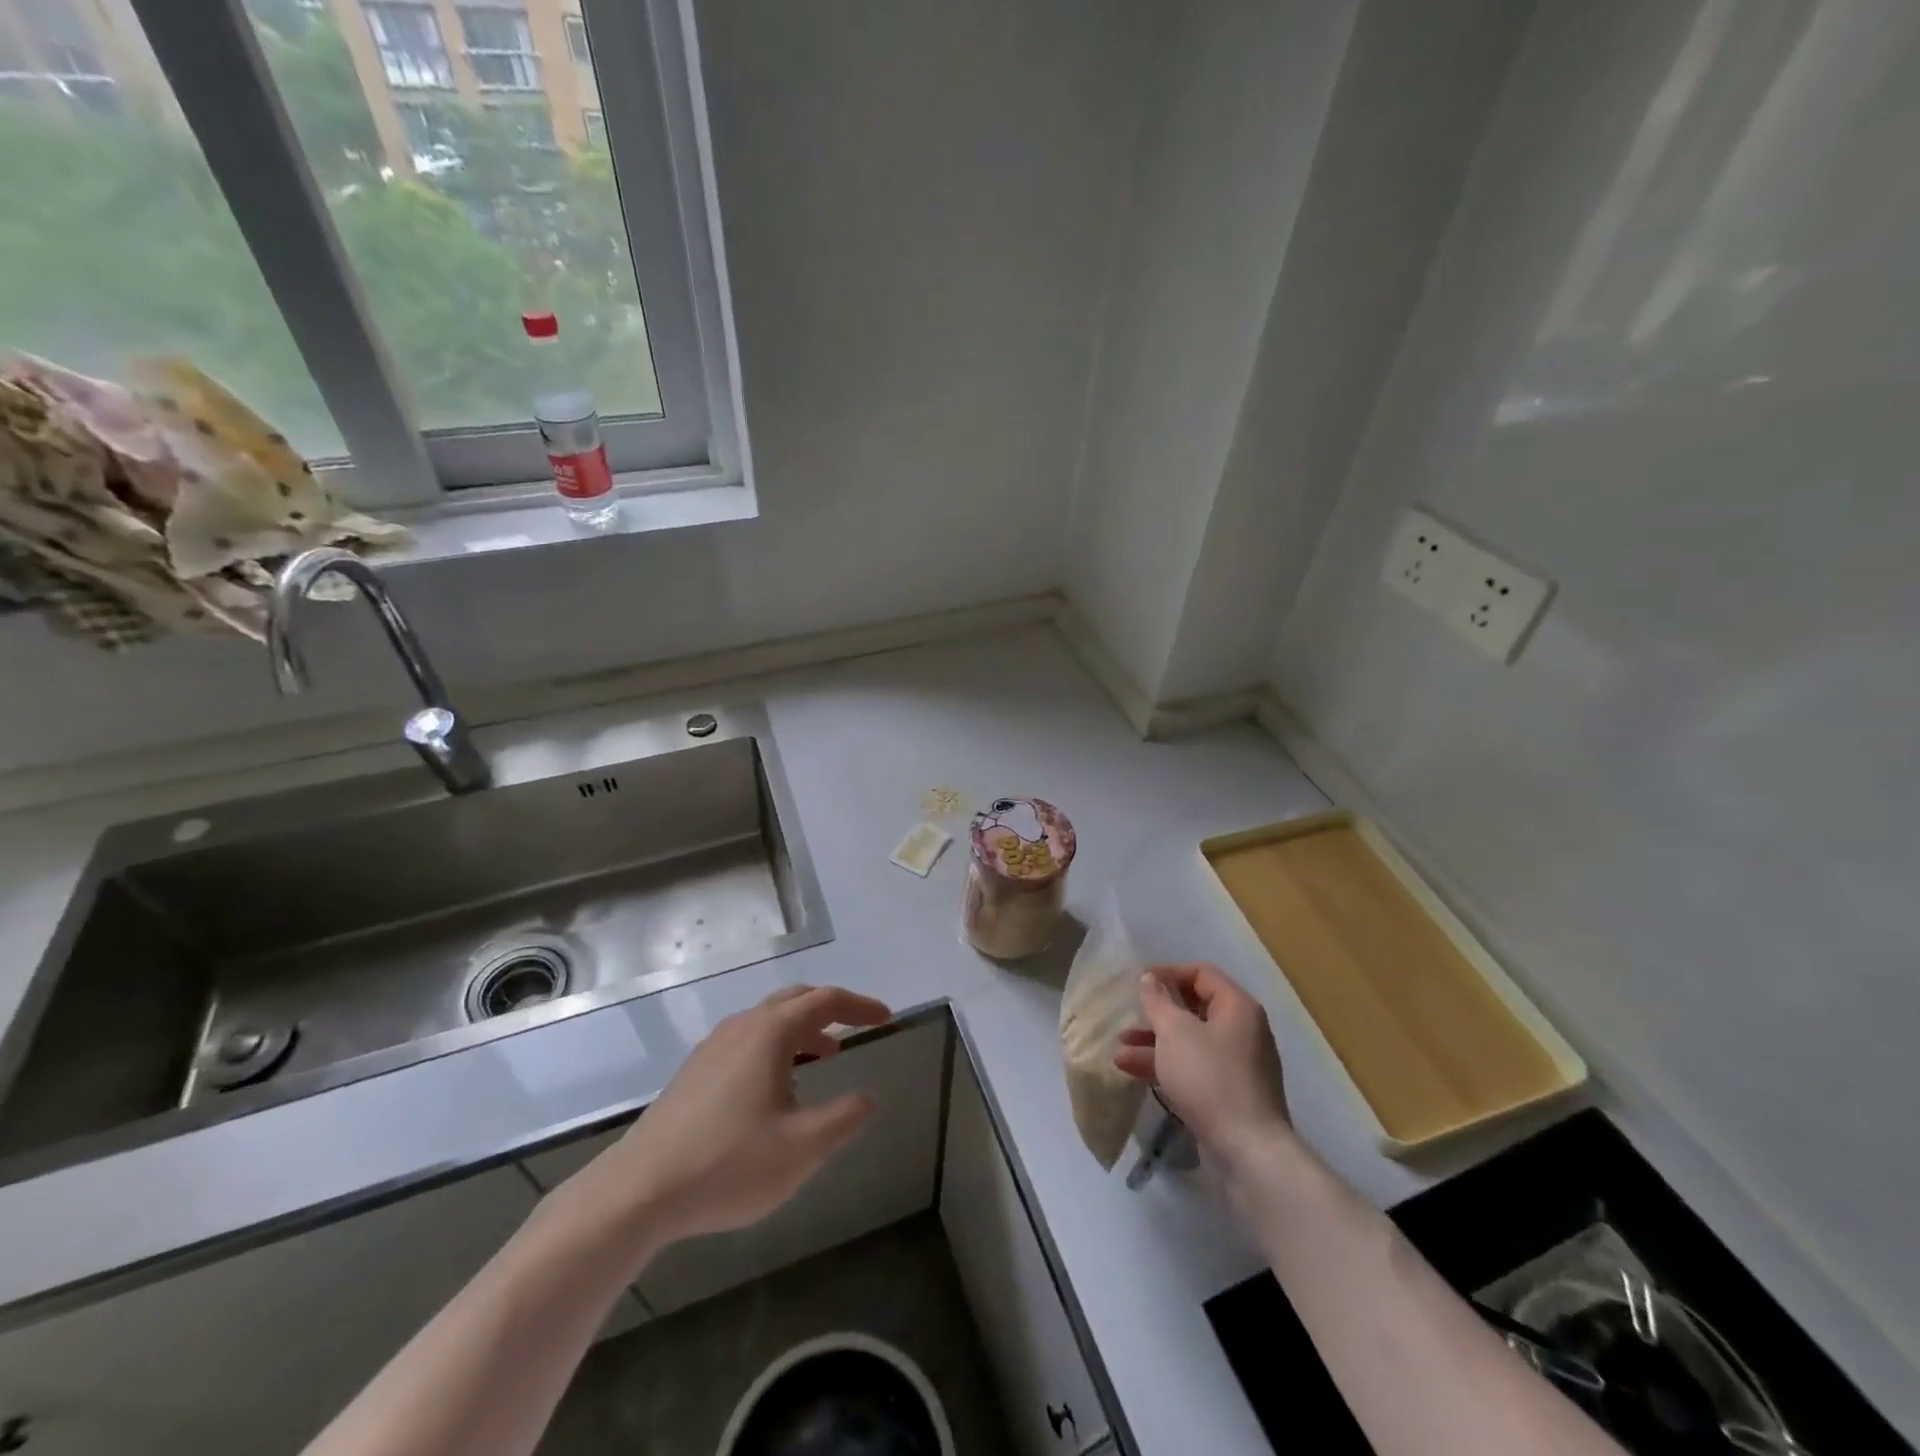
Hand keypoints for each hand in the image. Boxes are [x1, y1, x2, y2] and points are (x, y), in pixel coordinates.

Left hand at [553, 985, 891, 1263]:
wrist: (638, 1191)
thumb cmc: (728, 1164)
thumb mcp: (802, 1147)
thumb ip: (845, 1117)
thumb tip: (868, 1095)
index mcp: (770, 1032)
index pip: (826, 1001)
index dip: (861, 1006)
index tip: (886, 1019)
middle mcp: (742, 1027)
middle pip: (796, 1000)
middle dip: (832, 1009)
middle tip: (858, 1027)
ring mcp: (713, 1047)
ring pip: (769, 1020)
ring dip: (803, 1029)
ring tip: (826, 1057)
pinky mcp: (695, 1071)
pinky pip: (748, 1040)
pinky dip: (777, 1046)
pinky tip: (777, 1086)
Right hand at [1114, 963, 1290, 1167]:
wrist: (1248, 1150)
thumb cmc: (1209, 1078)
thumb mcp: (1175, 1032)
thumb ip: (1158, 1001)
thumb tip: (1150, 979)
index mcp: (1237, 1007)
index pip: (1202, 974)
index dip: (1168, 973)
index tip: (1139, 983)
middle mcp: (1242, 1031)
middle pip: (1195, 1008)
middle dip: (1157, 1013)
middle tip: (1129, 1016)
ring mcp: (1237, 1065)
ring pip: (1190, 1042)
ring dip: (1155, 1043)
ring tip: (1119, 1050)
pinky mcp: (1230, 1094)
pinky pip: (1194, 1068)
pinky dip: (1166, 1065)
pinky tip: (1132, 1071)